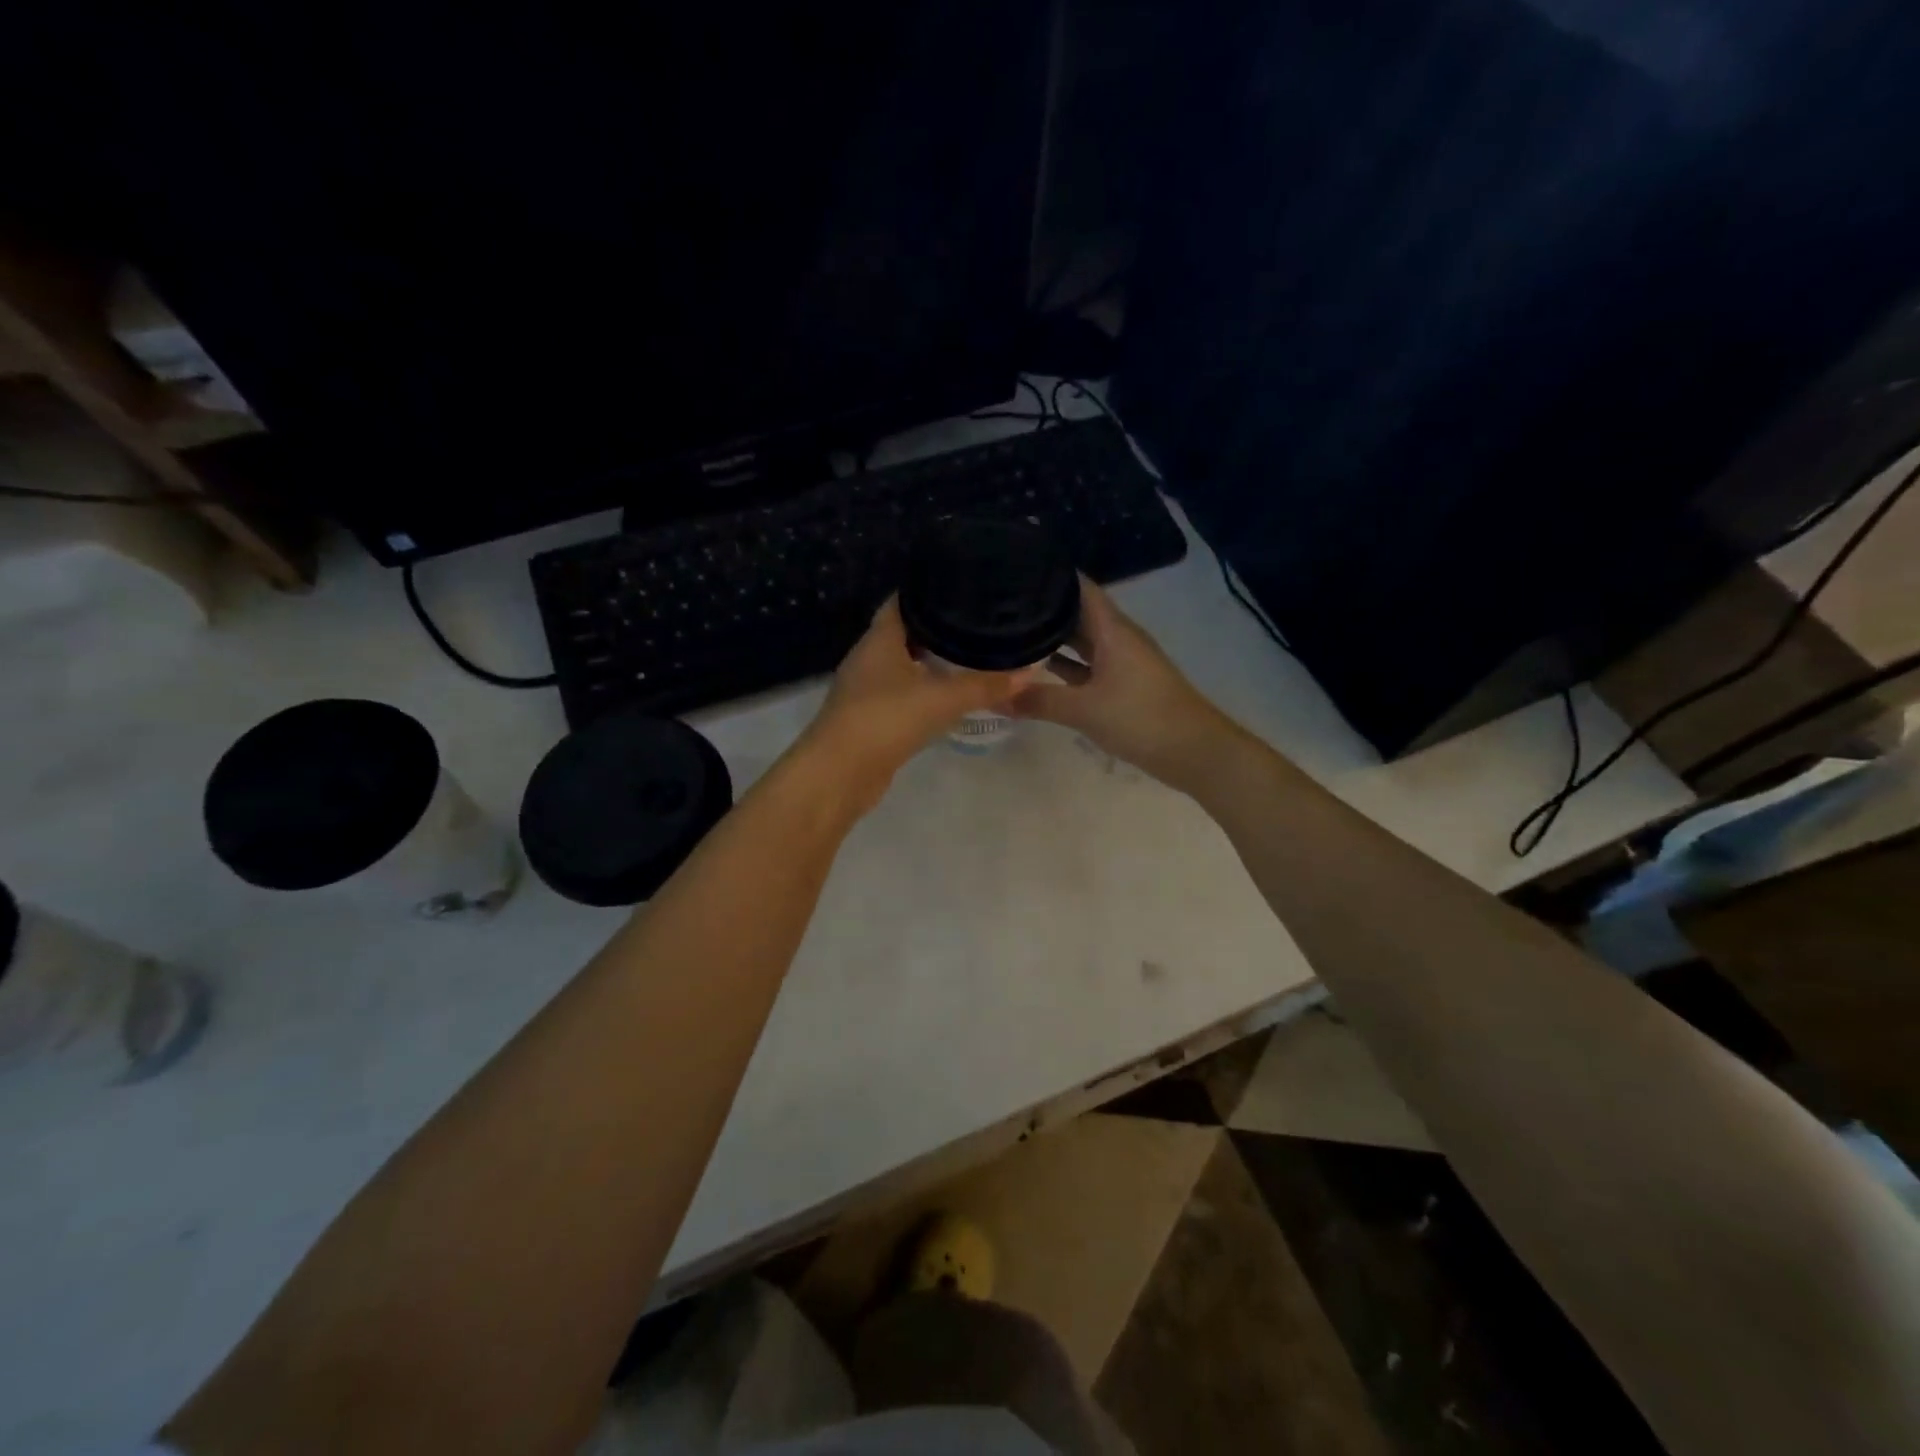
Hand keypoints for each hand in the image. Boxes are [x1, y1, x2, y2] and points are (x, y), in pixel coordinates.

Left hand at [800, 597, 1023, 807]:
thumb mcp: (943, 698)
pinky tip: (948, 696)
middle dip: (938, 627)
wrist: (840, 774)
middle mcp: (869, 658)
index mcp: (880, 639)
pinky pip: (903, 694)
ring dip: (931, 661)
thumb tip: (1030, 671)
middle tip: (978, 621)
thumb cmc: (886, 720)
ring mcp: (867, 690)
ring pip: (904, 665)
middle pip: (905, 632)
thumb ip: (985, 685)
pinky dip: (924, 691)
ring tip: (971, 654)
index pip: (905, 601)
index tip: (965, 586)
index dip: (931, 590)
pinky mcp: (871, 718)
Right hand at [1013, 578, 1236, 786]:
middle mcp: (1117, 638)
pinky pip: (1086, 667)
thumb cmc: (1141, 718)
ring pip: (1081, 641)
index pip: (1079, 587)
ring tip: (1010, 632)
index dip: (1051, 575)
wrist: (1195, 752)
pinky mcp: (1123, 686)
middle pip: (1077, 613)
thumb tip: (993, 697)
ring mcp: (1122, 663)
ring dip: (1052, 638)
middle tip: (1001, 604)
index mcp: (1112, 629)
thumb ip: (1038, 700)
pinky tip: (1037, 671)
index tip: (1015, 570)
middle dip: (1043, 608)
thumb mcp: (1084, 709)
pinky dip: (1064, 667)